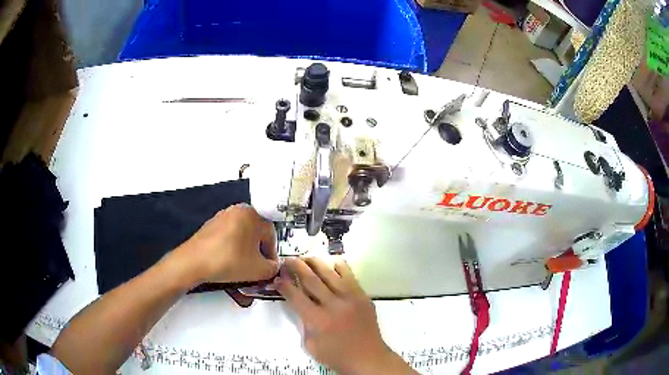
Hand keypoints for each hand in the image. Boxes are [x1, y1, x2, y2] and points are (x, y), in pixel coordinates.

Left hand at [174, 204, 278, 284]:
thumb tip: (272, 267)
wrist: (194, 262)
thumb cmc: (228, 261)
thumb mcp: (259, 270)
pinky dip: (232, 248)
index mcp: (252, 214)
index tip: (269, 268)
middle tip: (257, 268)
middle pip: (256, 233)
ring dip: (246, 250)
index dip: (272, 255)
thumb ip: (273, 268)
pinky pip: (229, 236)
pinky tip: (229, 261)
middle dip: (258, 252)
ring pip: (242, 235)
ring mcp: (222, 216)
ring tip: (243, 267)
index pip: (271, 235)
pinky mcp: (211, 225)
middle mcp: (238, 210)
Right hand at [275, 257, 413, 373]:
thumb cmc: (336, 356)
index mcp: (317, 320)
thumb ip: (304, 323)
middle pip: (310, 279)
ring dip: (314, 262)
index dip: (284, 285)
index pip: (295, 296)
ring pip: (329, 272)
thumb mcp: (310, 345)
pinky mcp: (362, 296)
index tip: (277, 278)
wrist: (368, 358)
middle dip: (295, 267)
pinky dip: (339, 266)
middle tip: (287, 260)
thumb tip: (301, 304)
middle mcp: (333, 305)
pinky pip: (349, 275)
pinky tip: (331, 261)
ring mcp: (350, 298)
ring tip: (304, 257)